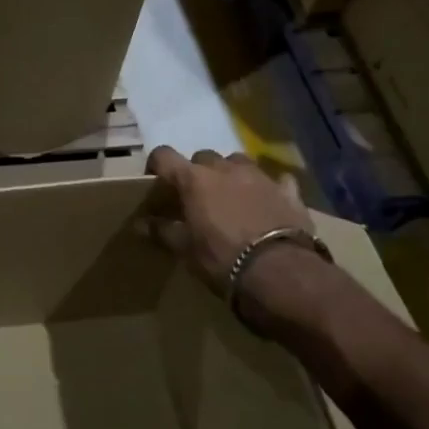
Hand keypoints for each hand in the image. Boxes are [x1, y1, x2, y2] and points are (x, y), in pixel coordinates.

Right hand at [140, 147, 316, 299]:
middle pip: (203, 157)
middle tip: (196, 197)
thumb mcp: (186, 250)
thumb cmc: (222, 259)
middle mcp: (225, 169)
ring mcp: (259, 176)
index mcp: (194, 179)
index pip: (164, 156)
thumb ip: (163, 231)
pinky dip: (268, 187)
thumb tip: (140, 224)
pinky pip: (276, 180)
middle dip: (197, 172)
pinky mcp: (288, 191)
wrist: (280, 272)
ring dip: (230, 174)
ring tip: (231, 197)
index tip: (155, 181)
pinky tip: (268, 201)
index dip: (157, 165)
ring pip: (238, 162)